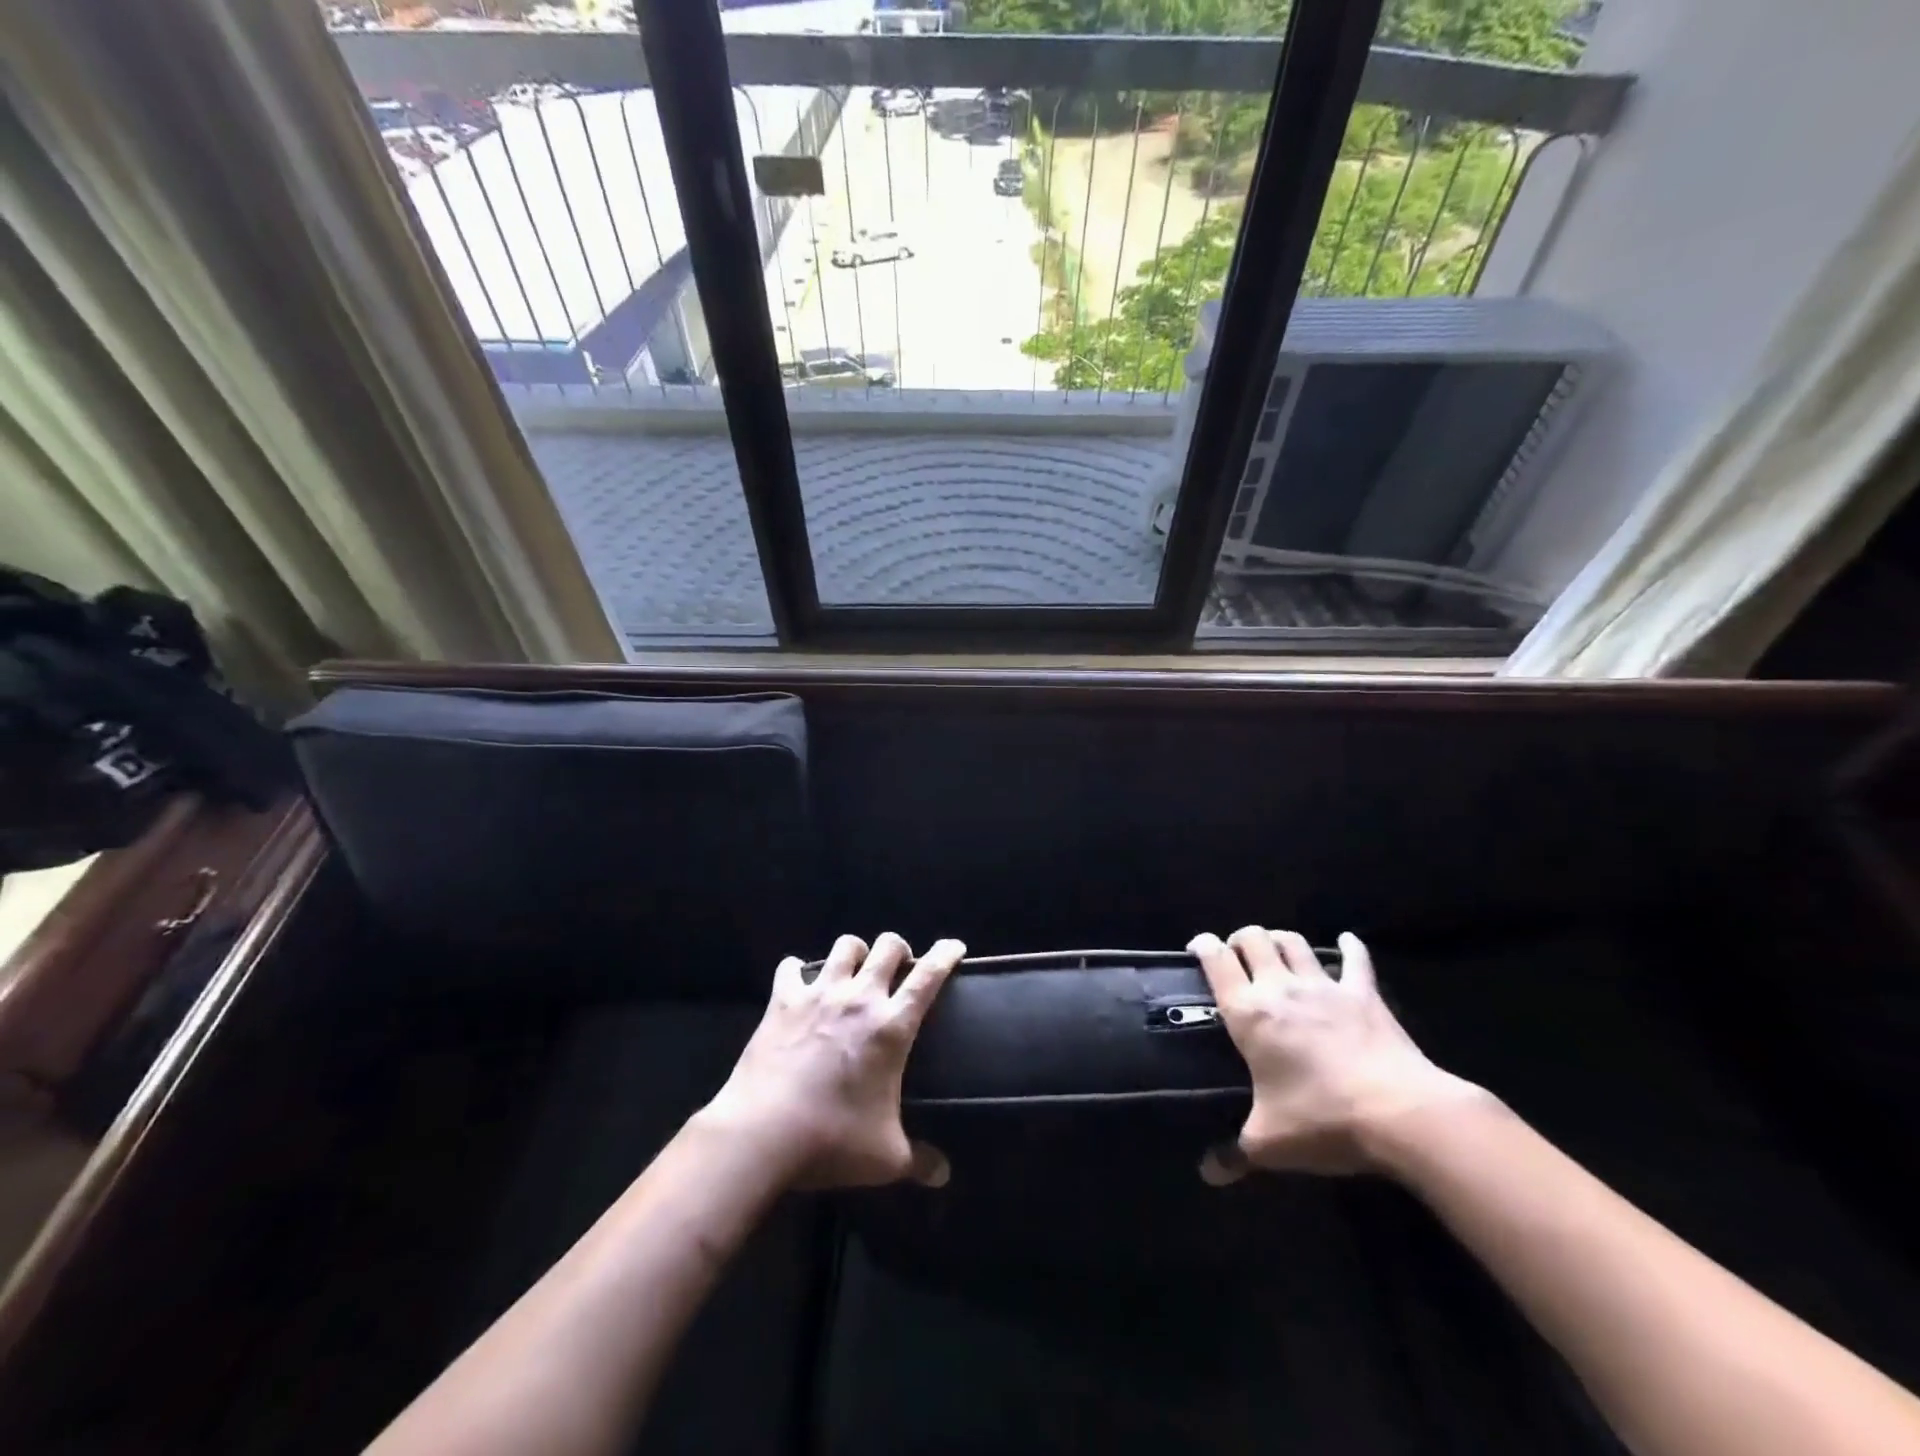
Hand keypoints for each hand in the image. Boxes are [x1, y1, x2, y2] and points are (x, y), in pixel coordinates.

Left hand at [705, 933, 963, 1189]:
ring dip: (854, 952)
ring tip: (854, 969)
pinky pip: (791, 966)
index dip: (945, 955)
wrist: (762, 1133)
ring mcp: (819, 994)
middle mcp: (860, 998)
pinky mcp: (783, 1000)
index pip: (929, 976)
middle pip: (888, 946)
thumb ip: (918, 1160)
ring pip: (845, 946)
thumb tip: (943, 1175)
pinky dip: (798, 970)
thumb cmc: (832, 1141)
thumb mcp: (885, 1158)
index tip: (954, 945)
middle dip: (898, 949)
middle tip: (898, 966)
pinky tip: (799, 982)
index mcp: (892, 1027)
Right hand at [1189, 928, 1485, 1180]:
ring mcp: (1324, 987)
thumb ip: (1235, 1153)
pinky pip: (1355, 960)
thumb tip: (1209, 1173)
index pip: (1216, 961)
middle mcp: (1280, 988)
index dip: (1203, 946)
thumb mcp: (1270, 1143)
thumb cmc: (1324, 1121)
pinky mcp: (1363, 993)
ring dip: (1280, 940)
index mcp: (1249, 1013)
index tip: (1197, 947)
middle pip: (1253, 939)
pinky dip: (1349, 947)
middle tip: (1237, 955)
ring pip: (1294, 942)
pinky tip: (1346, 941)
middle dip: (1240, 939)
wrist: (1401, 1113)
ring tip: (1276, 950)